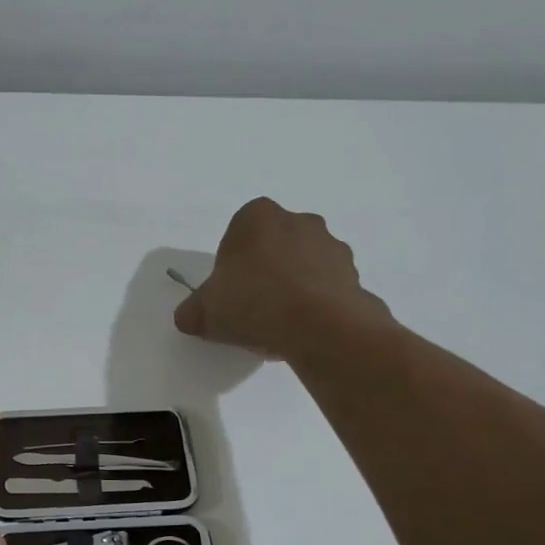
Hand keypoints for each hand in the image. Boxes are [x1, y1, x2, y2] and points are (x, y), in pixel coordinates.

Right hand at [174, 197, 391, 359]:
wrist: (319, 326)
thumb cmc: (254, 302)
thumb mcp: (205, 311)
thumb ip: (192, 311)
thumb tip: (189, 317)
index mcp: (258, 216)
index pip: (237, 235)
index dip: (230, 266)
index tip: (229, 293)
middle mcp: (299, 220)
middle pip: (273, 247)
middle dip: (264, 272)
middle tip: (252, 308)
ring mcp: (332, 245)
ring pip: (303, 265)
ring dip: (292, 287)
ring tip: (280, 325)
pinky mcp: (354, 274)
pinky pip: (326, 287)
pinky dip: (316, 303)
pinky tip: (304, 329)